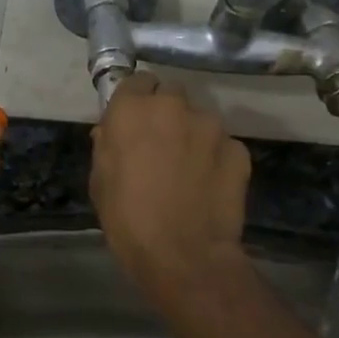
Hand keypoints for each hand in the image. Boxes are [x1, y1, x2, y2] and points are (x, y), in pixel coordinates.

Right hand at [91, 74, 250, 296]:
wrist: (183, 256)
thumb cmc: (128, 220)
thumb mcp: (100, 181)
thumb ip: (107, 146)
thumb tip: (112, 132)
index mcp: (132, 110)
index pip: (135, 81)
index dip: (135, 100)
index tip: (133, 122)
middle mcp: (173, 106)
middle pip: (170, 93)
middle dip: (166, 113)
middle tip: (160, 144)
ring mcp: (211, 126)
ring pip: (200, 118)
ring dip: (192, 134)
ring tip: (188, 169)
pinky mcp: (238, 148)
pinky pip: (223, 144)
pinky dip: (216, 157)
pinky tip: (208, 184)